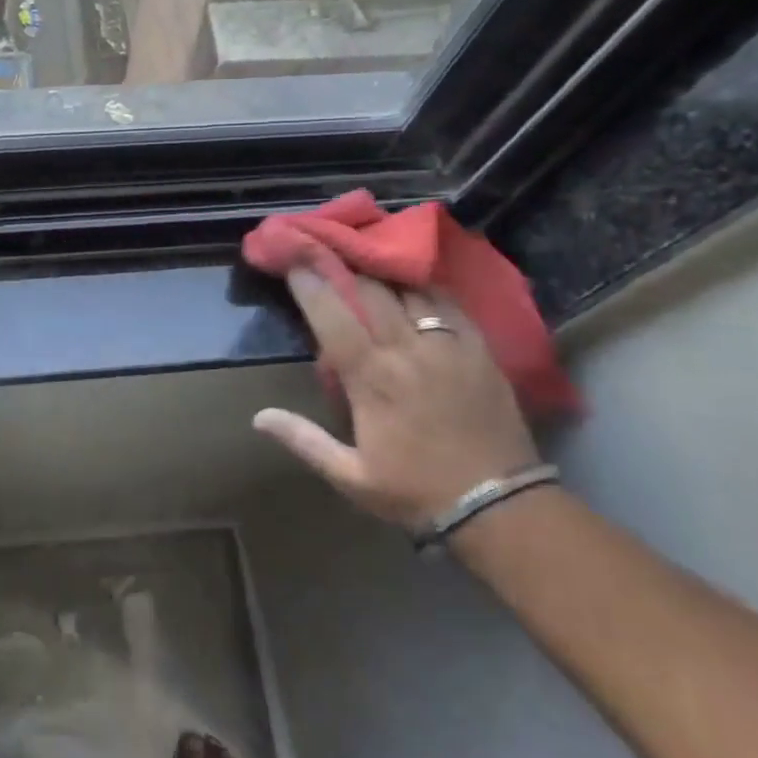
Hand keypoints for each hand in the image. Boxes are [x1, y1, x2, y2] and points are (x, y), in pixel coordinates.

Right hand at [253, 267, 537, 531]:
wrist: (499, 506)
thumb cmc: (416, 491)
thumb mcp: (350, 476)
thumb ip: (303, 440)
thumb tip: (258, 417)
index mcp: (371, 378)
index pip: (333, 317)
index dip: (311, 285)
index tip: (294, 262)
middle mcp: (407, 351)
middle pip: (370, 292)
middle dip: (344, 267)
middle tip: (327, 252)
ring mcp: (447, 346)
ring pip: (409, 290)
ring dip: (383, 274)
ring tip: (368, 261)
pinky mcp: (480, 350)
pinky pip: (450, 303)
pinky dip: (426, 288)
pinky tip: (415, 283)